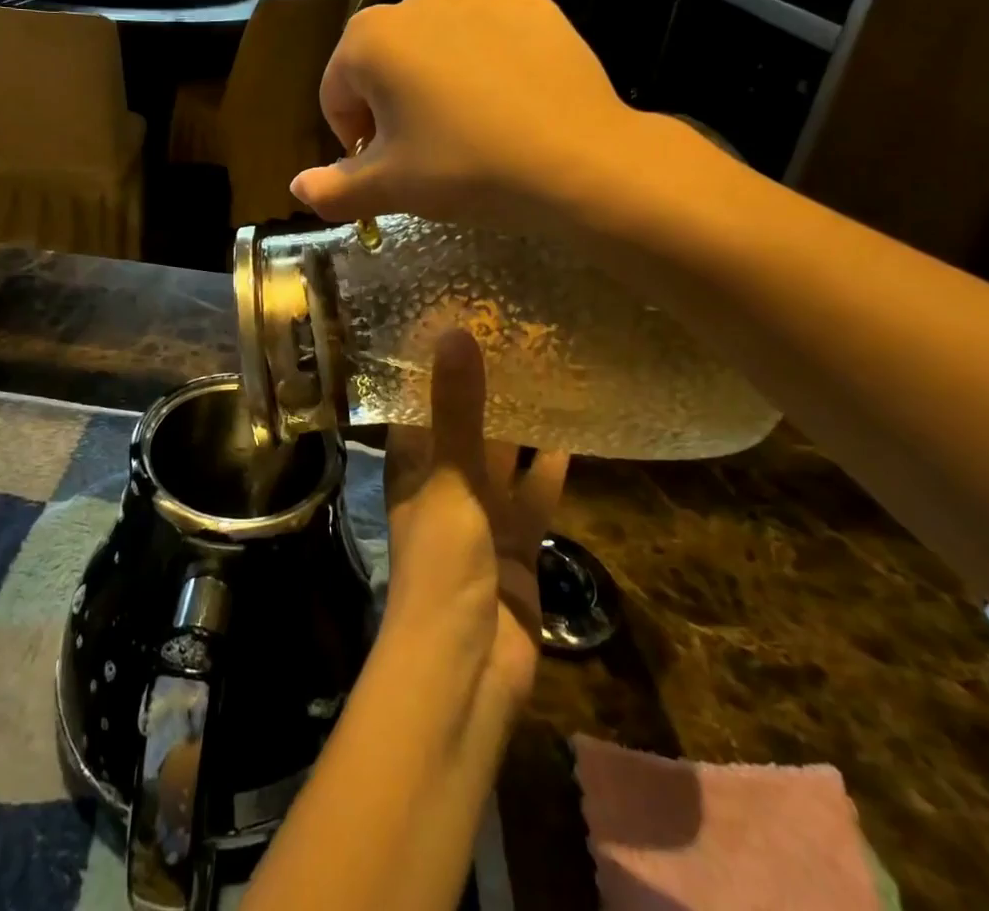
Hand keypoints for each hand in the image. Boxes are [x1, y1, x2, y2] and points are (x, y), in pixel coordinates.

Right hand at [291, 0, 712, 241]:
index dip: (353, 139)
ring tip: (472, 129)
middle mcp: (418, 2)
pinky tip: (512, 105)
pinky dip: (488, 66)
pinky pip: (489, 38)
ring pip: (436, 47)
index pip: (335, 93)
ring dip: (438, 82)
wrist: (578, 160)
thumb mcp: (391, 188)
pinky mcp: (531, 5)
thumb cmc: (465, 169)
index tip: (385, 169)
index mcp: (370, 40)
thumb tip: (296, 189)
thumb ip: (332, 189)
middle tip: (427, 152)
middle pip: (384, 63)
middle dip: (392, 105)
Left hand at [382, 330, 568, 720]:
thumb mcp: (449, 476)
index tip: (457, 321)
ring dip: (522, 428)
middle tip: (516, 339)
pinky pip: (536, 498)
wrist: (468, 666)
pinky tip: (576, 437)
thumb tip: (454, 333)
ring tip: (549, 375)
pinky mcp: (519, 545)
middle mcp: (443, 485)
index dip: (433, 368)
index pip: (418, 404)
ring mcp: (482, 517)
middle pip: (465, 429)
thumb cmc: (442, 562)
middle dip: (486, 393)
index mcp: (411, 467)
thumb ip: (457, 410)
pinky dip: (551, 473)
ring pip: (504, 461)